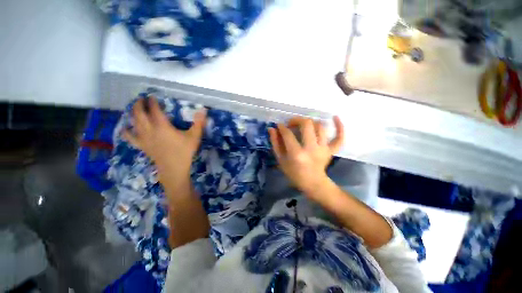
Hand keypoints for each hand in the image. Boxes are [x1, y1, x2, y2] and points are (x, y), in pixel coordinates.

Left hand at [122, 97, 205, 177]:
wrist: (174, 168)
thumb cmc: (185, 152)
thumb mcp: (194, 136)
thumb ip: (199, 123)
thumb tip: (203, 110)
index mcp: (163, 127)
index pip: (154, 110)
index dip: (152, 102)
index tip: (151, 96)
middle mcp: (150, 130)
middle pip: (139, 114)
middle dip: (139, 105)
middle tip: (140, 99)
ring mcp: (144, 139)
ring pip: (133, 123)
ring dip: (132, 114)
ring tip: (133, 108)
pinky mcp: (142, 146)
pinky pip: (130, 137)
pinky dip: (127, 131)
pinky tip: (126, 128)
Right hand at [268, 116, 343, 195]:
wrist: (313, 183)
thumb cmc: (294, 173)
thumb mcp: (281, 160)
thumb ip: (276, 144)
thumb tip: (272, 129)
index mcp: (297, 153)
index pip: (288, 134)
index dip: (282, 127)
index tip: (279, 126)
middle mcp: (311, 149)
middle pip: (306, 124)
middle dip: (297, 120)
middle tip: (291, 123)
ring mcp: (324, 149)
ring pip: (320, 127)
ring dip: (311, 122)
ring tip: (304, 124)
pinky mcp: (331, 150)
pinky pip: (339, 137)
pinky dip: (339, 127)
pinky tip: (335, 117)